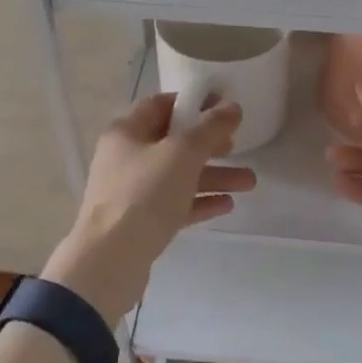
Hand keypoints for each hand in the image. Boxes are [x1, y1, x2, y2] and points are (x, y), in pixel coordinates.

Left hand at [44, 92, 256, 325]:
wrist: (111, 259)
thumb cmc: (144, 193)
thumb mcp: (182, 153)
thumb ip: (210, 128)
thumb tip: (232, 107)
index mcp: (127, 131)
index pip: (161, 105)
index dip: (193, 103)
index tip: (224, 107)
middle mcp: (125, 157)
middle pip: (172, 142)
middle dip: (209, 144)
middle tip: (237, 146)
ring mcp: (131, 191)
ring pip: (178, 176)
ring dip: (213, 176)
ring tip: (250, 182)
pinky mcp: (139, 222)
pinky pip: (174, 204)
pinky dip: (199, 201)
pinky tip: (228, 205)